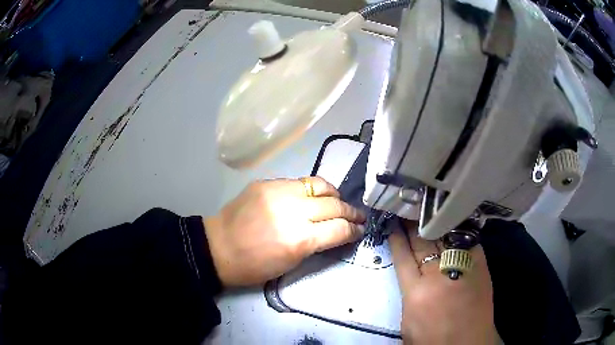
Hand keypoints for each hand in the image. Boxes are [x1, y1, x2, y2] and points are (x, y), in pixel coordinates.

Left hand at [204, 177, 365, 286]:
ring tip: (338, 201)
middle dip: (351, 212)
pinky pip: (298, 182)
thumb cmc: (254, 265)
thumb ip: (316, 244)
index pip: (339, 229)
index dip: (354, 230)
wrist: (218, 247)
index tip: (360, 230)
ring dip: (334, 194)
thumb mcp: (291, 263)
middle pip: (334, 205)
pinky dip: (311, 190)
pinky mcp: (267, 182)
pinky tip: (311, 197)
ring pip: (319, 185)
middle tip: (358, 216)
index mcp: (298, 239)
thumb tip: (337, 232)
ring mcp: (278, 191)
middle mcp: (292, 211)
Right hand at [389, 221, 496, 344]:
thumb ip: (408, 294)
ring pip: (444, 238)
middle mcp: (438, 276)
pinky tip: (450, 221)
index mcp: (416, 294)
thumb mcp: (408, 322)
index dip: (397, 239)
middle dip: (413, 225)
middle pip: (423, 243)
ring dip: (433, 224)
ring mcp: (462, 268)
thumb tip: (410, 274)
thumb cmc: (433, 340)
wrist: (468, 344)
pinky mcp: (480, 265)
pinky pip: (467, 240)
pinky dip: (457, 231)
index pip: (402, 258)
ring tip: (425, 211)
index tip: (393, 224)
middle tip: (408, 209)